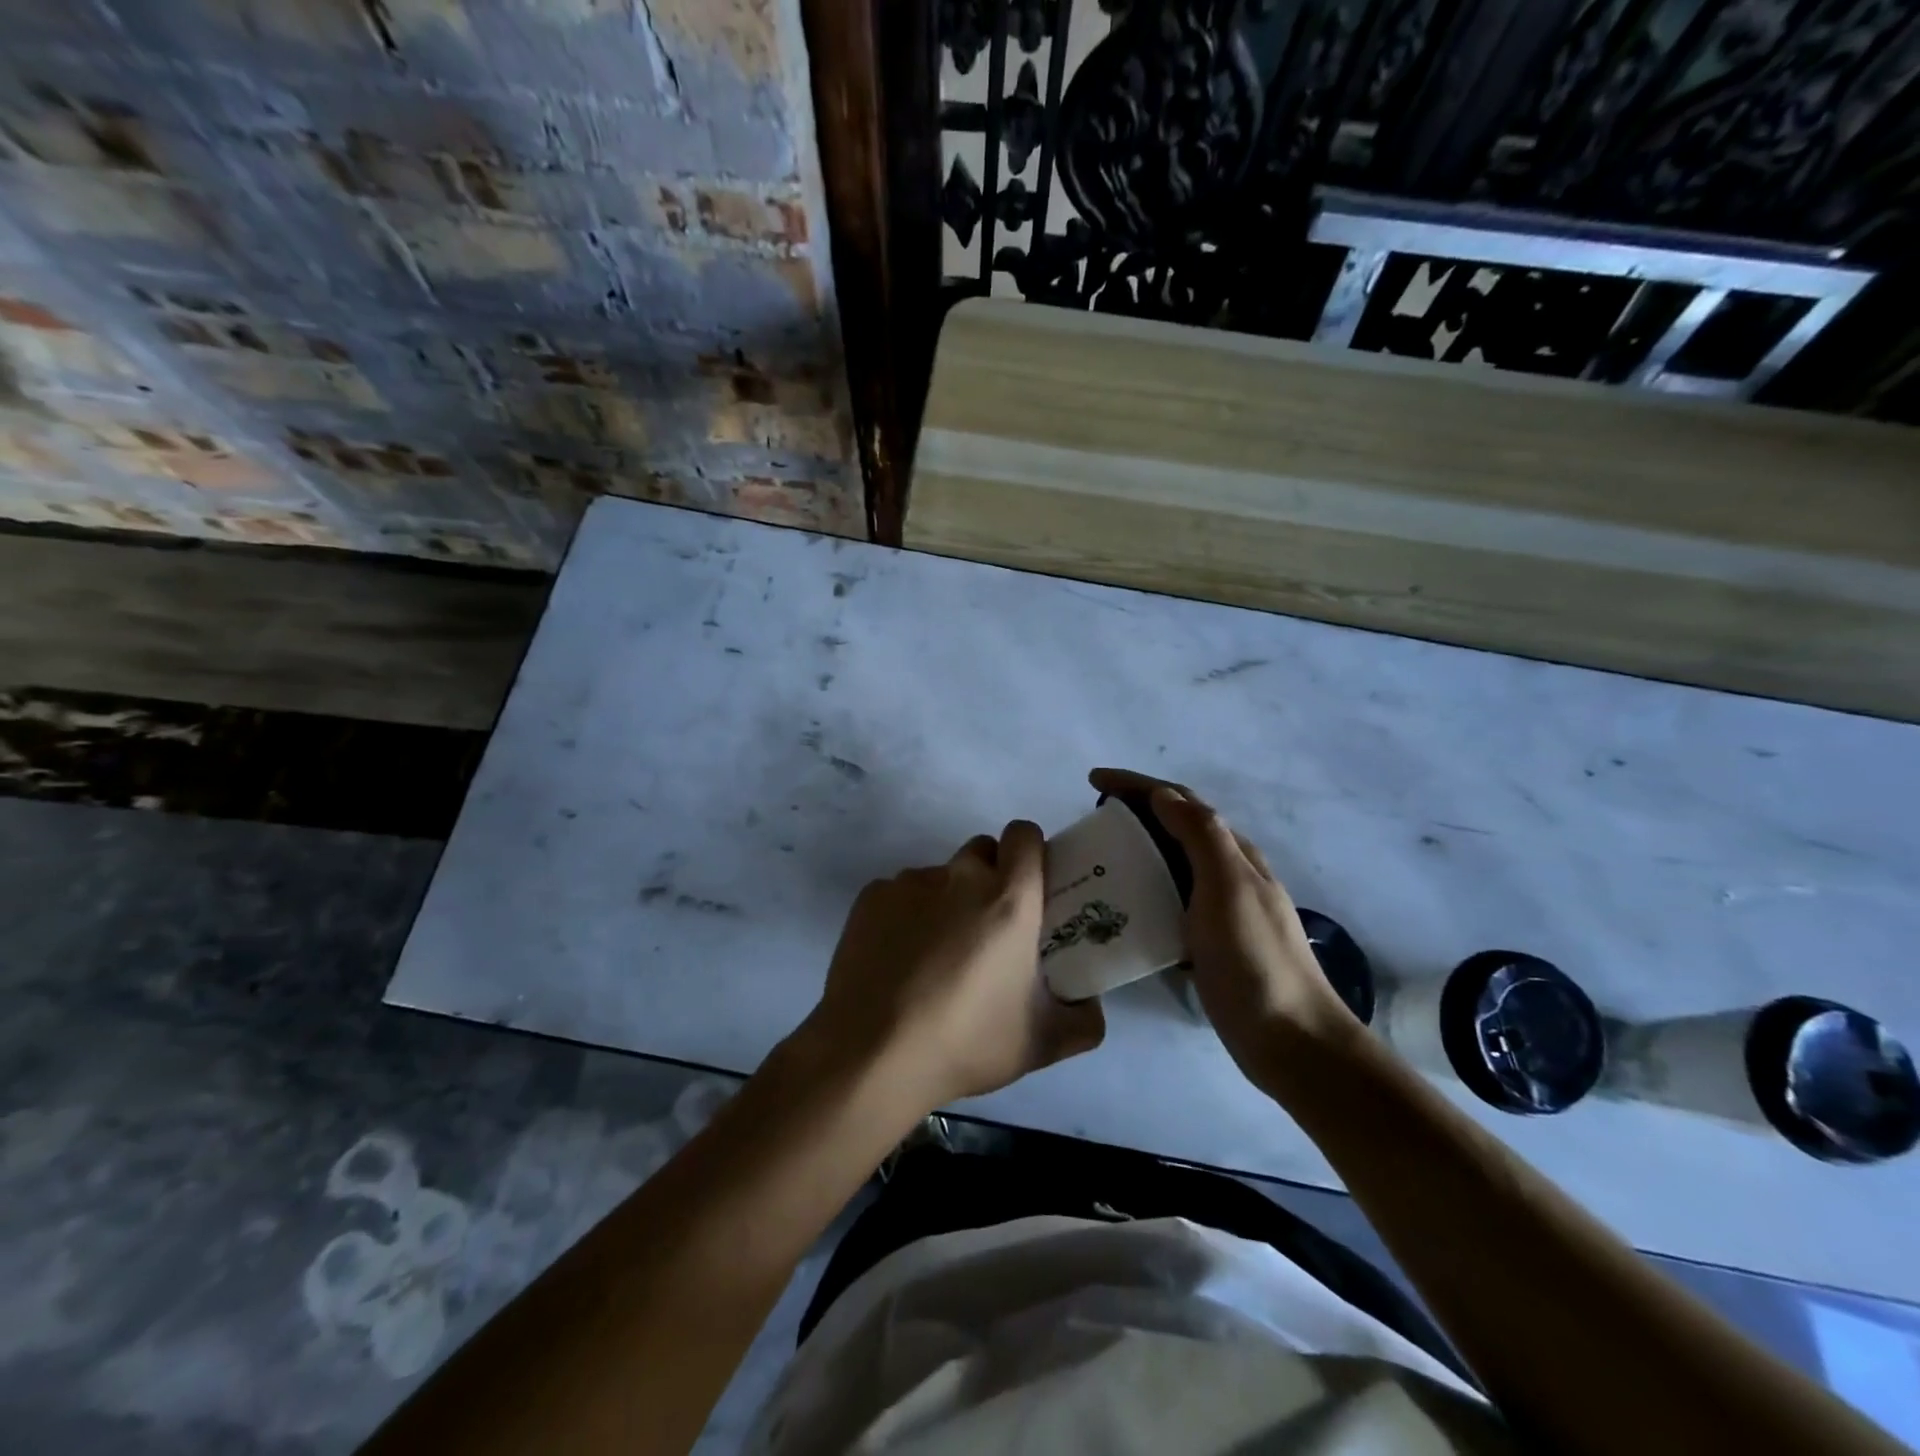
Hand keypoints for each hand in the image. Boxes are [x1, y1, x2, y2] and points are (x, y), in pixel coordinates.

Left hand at [804, 821, 1105, 1114]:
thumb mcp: (1042, 1043)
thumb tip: (1091, 1003)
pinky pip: (900, 893)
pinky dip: (906, 916)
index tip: (1031, 886)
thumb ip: (1085, 1020)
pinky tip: (898, 960)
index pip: (1024, 834)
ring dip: (947, 900)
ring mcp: (910, 882)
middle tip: (989, 927)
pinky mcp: (871, 896)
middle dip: (991, 875)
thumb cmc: (966, 1042)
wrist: (872, 1053)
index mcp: (1009, 898)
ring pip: (940, 875)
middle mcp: (960, 876)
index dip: (1030, 852)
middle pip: (983, 851)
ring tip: (935, 955)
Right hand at [1089, 770, 1360, 1083]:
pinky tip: (1120, 906)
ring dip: (1137, 848)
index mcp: (1233, 853)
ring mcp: (1221, 909)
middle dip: (1134, 810)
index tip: (1092, 780)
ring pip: (1172, 863)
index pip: (1180, 801)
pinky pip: (1169, 900)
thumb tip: (1163, 795)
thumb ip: (1200, 836)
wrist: (1292, 1041)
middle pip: (1176, 826)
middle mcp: (1228, 873)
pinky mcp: (1209, 942)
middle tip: (1091, 817)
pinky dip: (1143, 889)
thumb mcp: (1228, 888)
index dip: (1137, 784)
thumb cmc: (1254, 960)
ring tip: (1098, 856)